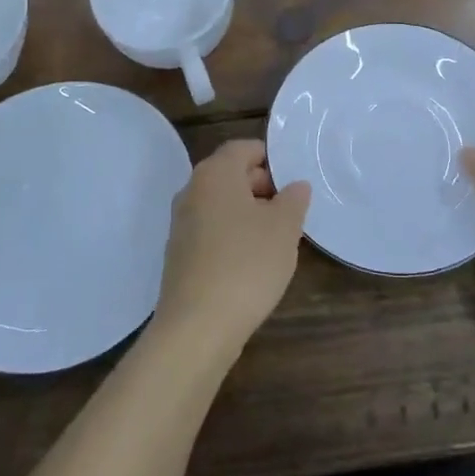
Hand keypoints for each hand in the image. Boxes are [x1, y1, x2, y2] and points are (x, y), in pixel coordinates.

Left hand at [155, 139, 311, 348]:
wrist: (197, 327)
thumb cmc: (246, 264)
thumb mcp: (284, 228)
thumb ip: (294, 199)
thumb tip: (295, 186)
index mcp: (215, 173)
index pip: (243, 148)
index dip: (270, 159)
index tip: (293, 180)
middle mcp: (192, 190)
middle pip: (230, 174)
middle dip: (261, 186)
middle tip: (290, 210)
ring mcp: (181, 224)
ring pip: (220, 204)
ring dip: (247, 213)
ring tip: (276, 238)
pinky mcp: (179, 254)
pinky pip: (210, 230)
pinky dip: (231, 236)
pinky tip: (251, 262)